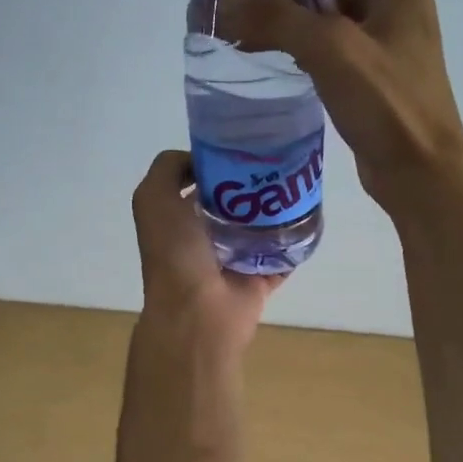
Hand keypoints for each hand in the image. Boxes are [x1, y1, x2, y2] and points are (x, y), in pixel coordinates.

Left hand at [131, 150, 278, 350]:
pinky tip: (309, 218)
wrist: (198, 312)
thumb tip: (201, 162)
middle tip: (278, 165)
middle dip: (253, 184)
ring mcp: (231, 262)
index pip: (200, 182)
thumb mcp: (153, 198)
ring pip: (259, 228)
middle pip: (234, 203)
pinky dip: (294, 242)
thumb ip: (168, 168)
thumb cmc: (174, 253)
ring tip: (297, 186)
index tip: (244, 149)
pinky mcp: (257, 281)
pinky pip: (281, 257)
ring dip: (276, 210)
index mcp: (176, 219)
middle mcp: (202, 239)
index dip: (218, 163)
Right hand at [215, 0, 462, 217]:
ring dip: (290, 11)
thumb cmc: (387, 104)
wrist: (422, 172)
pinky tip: (274, 54)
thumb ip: (279, 18)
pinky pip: (331, 41)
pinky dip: (302, 40)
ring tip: (245, 21)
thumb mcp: (332, 51)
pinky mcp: (375, 71)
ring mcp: (387, 37)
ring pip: (328, 9)